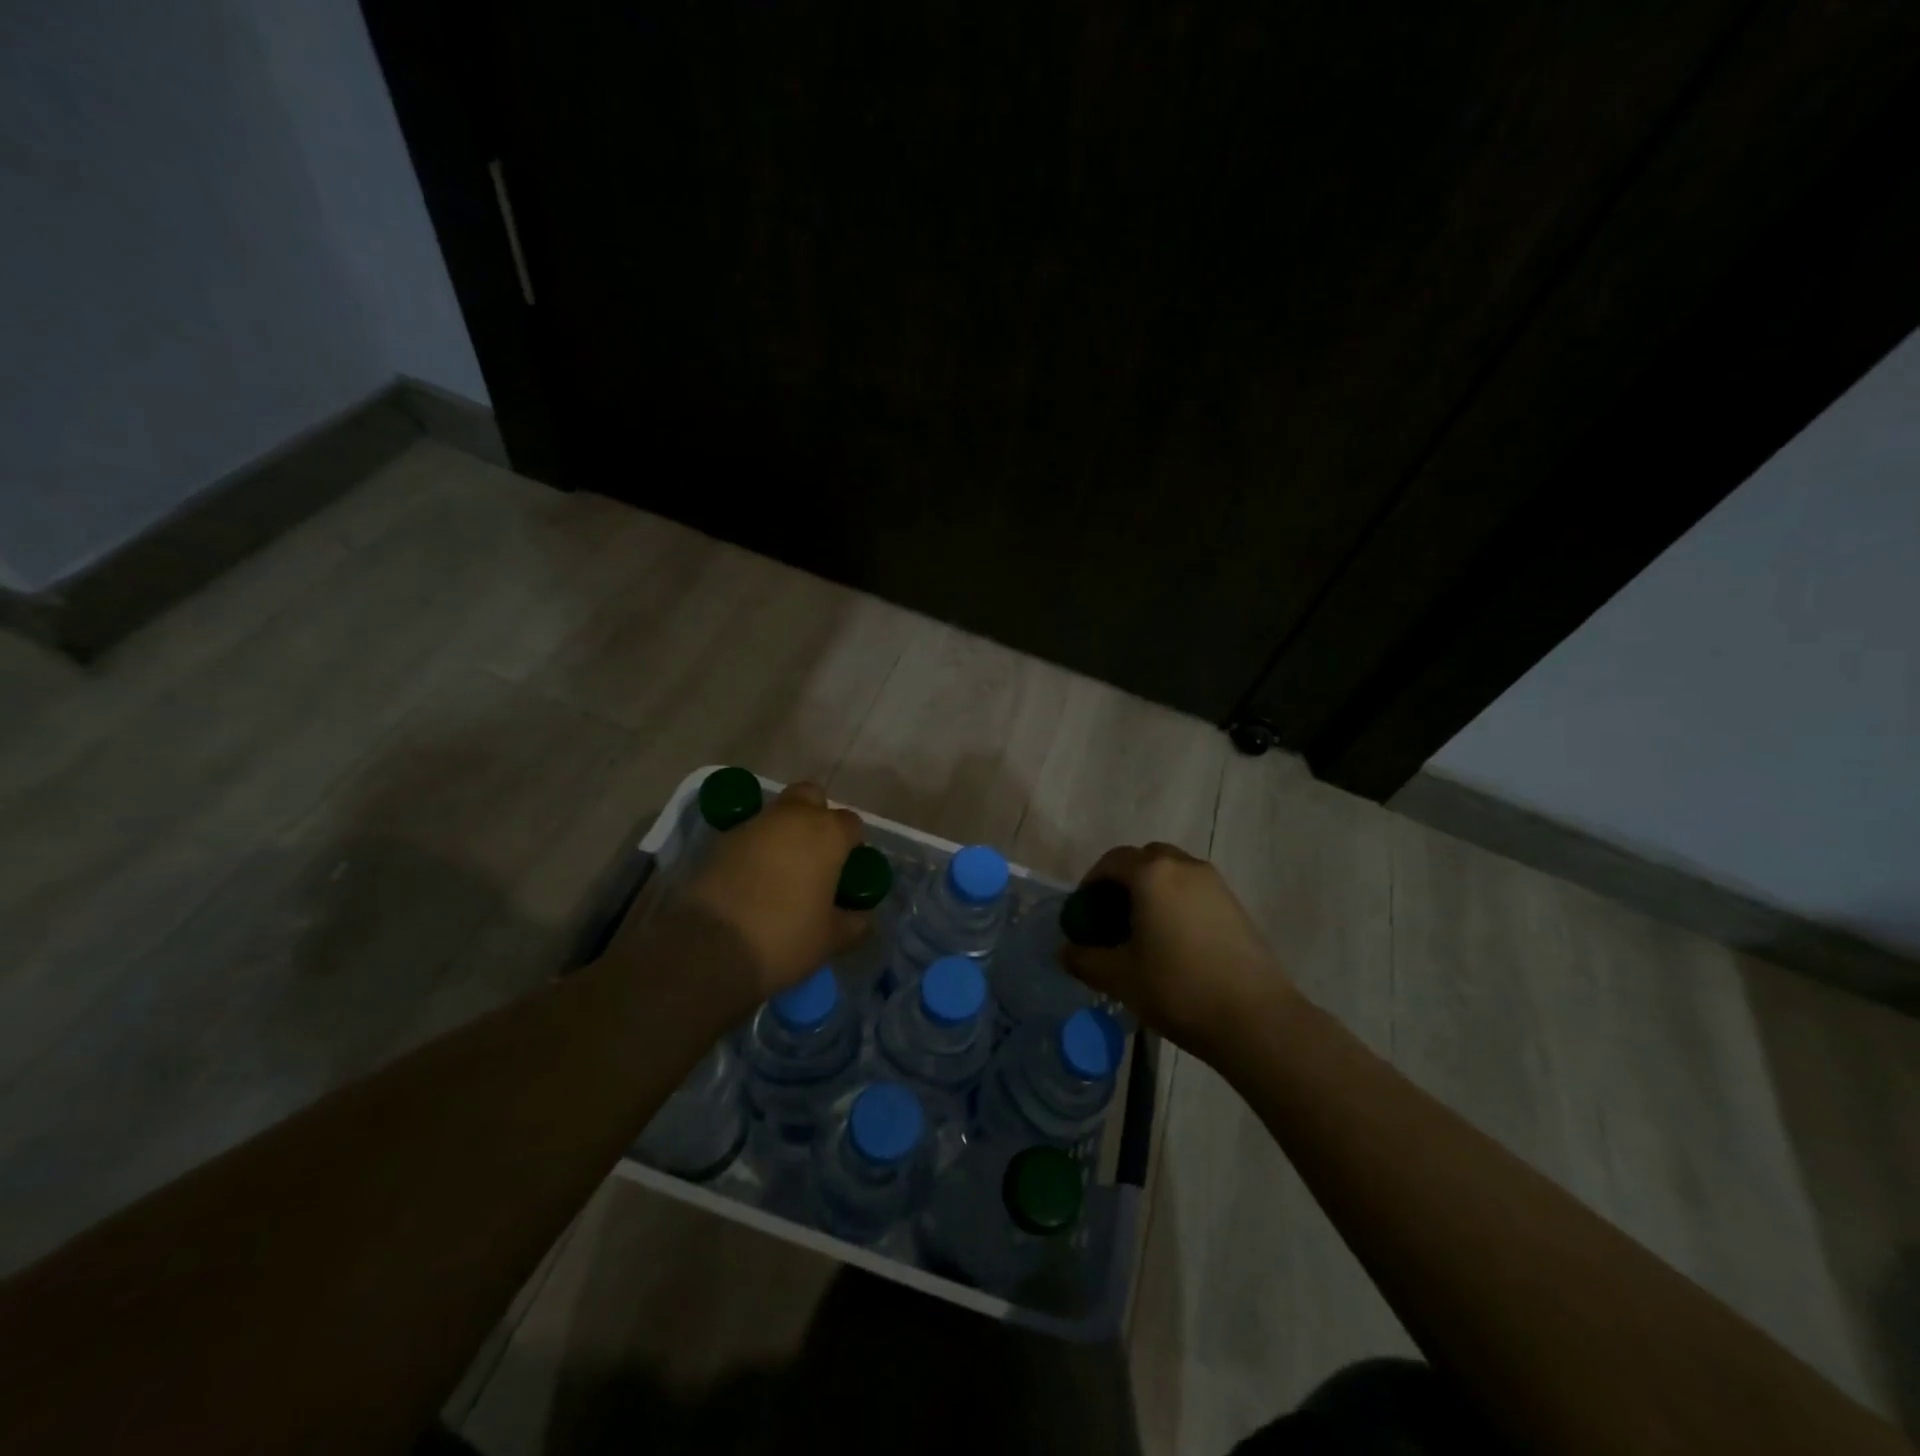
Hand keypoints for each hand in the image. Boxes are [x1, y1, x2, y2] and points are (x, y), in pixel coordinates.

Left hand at [676, 782, 870, 1003]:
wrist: (709, 948)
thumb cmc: (785, 937)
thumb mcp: (830, 939)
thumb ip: (852, 923)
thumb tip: (859, 918)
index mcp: (827, 833)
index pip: (851, 823)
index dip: (852, 844)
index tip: (847, 870)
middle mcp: (791, 817)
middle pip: (811, 797)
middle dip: (816, 815)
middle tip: (815, 854)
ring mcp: (752, 825)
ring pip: (776, 814)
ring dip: (783, 833)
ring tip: (782, 872)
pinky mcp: (720, 841)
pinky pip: (749, 835)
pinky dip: (756, 849)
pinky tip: (753, 881)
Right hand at [1061, 842, 1297, 1063]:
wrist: (1254, 1018)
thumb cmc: (1178, 988)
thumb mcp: (1120, 977)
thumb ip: (1085, 959)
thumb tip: (1066, 952)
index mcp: (1152, 874)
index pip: (1112, 860)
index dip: (1092, 881)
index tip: (1084, 910)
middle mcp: (1185, 867)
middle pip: (1146, 859)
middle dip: (1125, 879)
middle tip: (1113, 914)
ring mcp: (1215, 884)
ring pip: (1174, 873)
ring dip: (1153, 890)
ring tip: (1143, 929)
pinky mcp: (1236, 906)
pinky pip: (1195, 890)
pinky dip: (1177, 902)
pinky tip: (1174, 941)